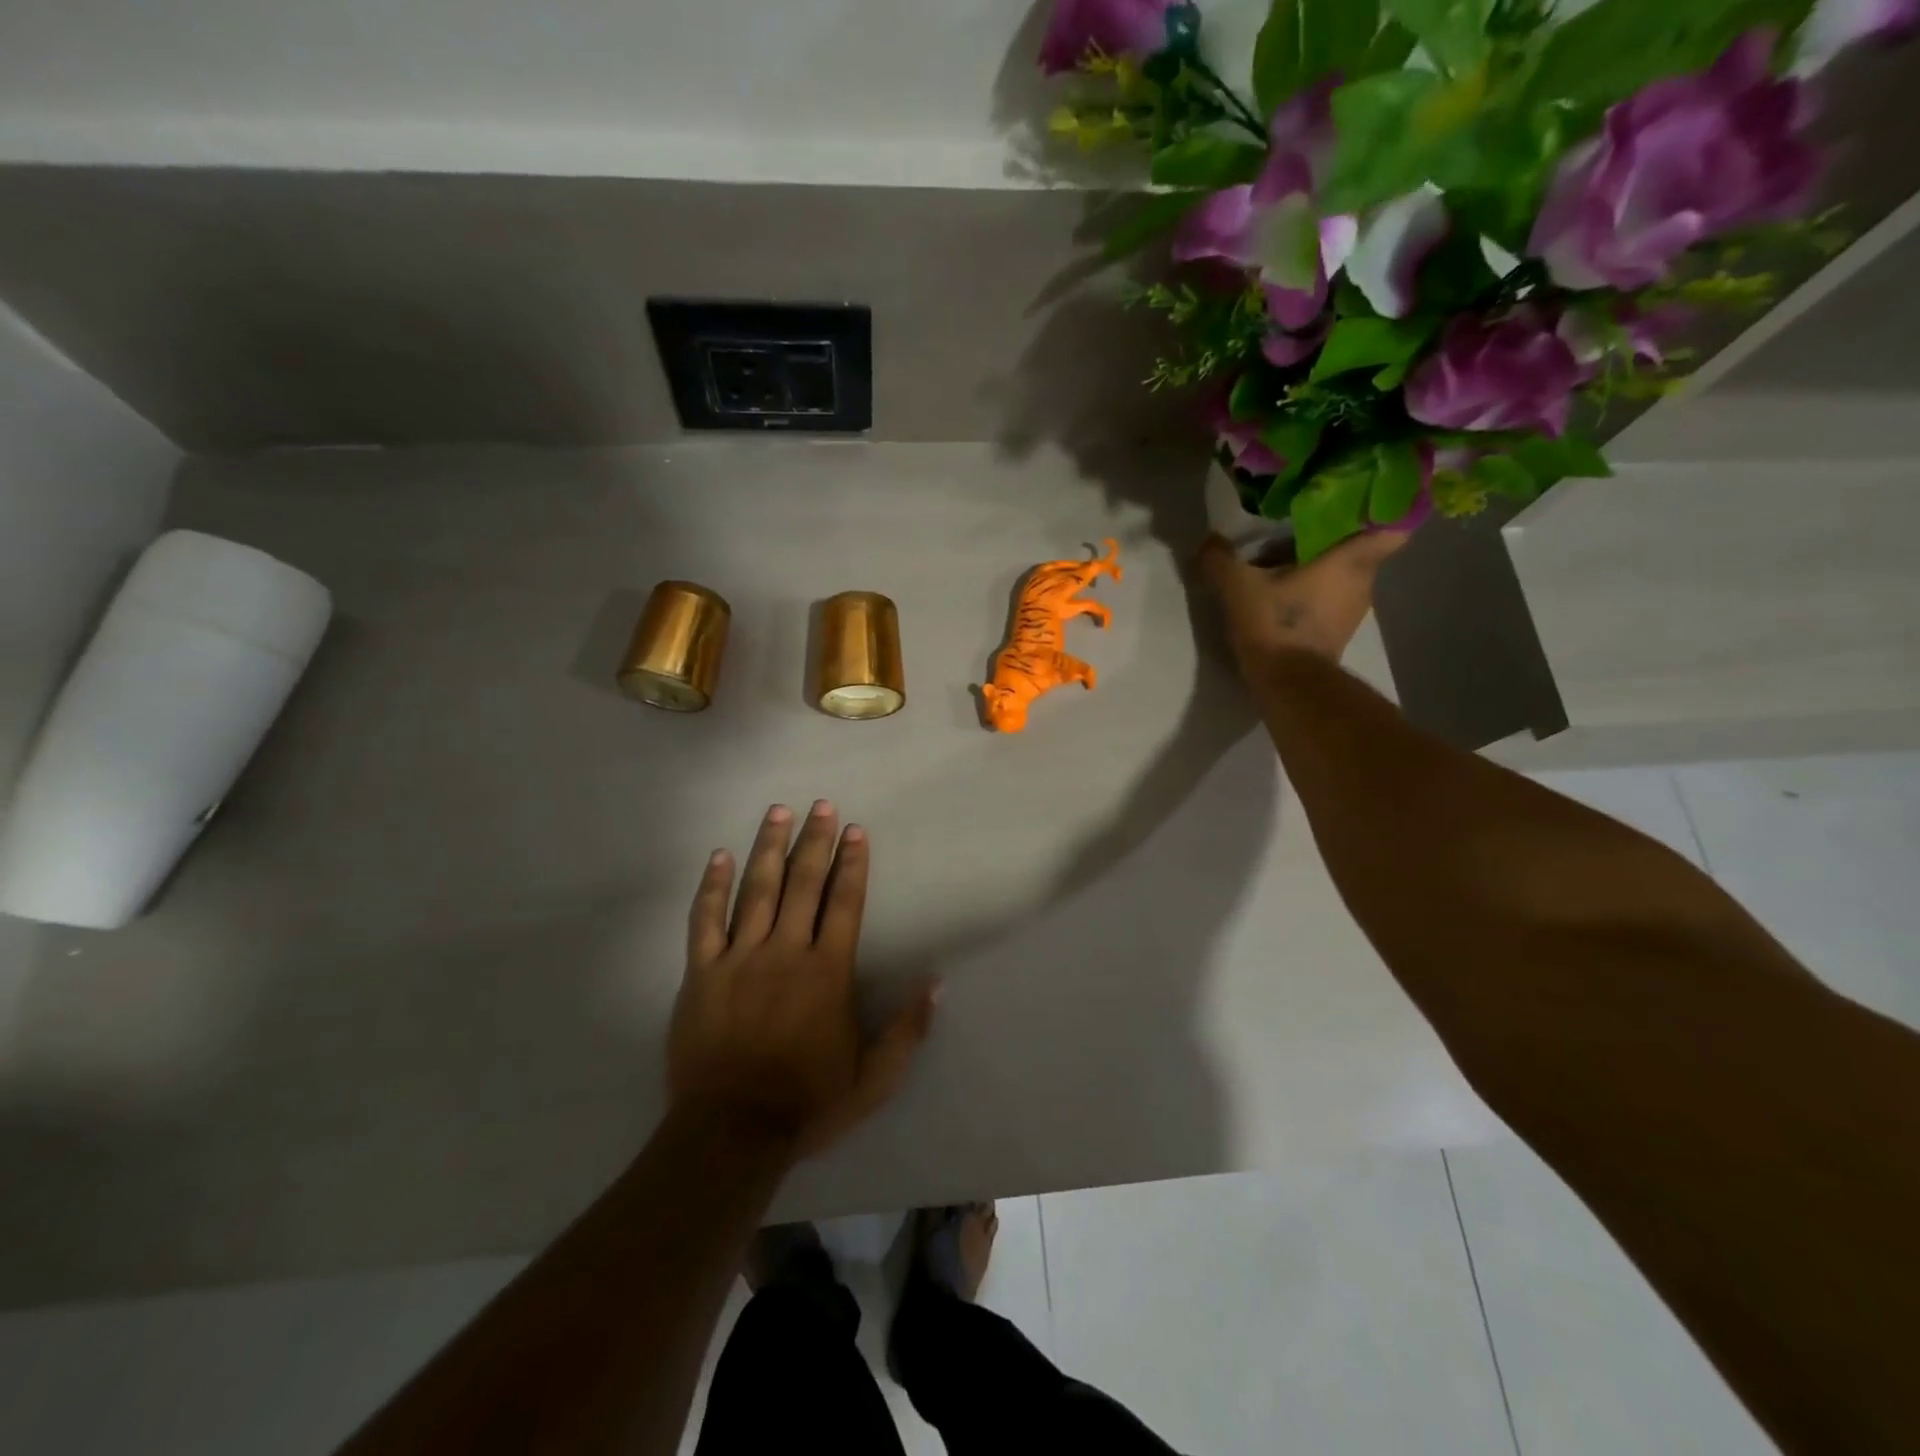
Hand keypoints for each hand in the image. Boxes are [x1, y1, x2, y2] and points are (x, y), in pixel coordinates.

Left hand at [670, 801, 938, 1159]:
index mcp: (827, 972)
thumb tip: (936, 982)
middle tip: (821, 805)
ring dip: (769, 848)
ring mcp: (740, 958)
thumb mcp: (874, 1077)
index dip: (852, 864)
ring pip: (757, 890)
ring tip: (778, 812)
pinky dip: (712, 887)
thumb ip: (907, 1030)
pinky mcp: (701, 973)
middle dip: (815, 841)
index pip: (845, 903)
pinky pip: (705, 921)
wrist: (731, 1132)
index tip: (855, 830)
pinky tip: (719, 856)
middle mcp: (786, 952)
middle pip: (803, 884)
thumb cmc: (808, 1102)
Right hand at [1197, 529, 1407, 675]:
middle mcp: (1363, 584)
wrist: (1287, 685)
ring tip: (1284, 564)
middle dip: (1332, 541)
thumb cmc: (1275, 624)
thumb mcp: (1238, 586)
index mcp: (1350, 561)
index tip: (1356, 505)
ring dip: (1319, 571)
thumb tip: (1208, 541)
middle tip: (1300, 530)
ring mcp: (1353, 613)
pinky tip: (1283, 596)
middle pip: (1356, 552)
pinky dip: (1313, 597)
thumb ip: (1221, 559)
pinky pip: (1330, 603)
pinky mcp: (1337, 636)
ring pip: (1342, 578)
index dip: (1379, 514)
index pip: (1391, 528)